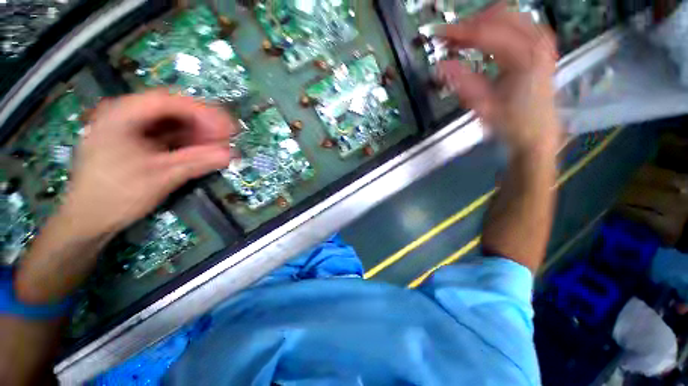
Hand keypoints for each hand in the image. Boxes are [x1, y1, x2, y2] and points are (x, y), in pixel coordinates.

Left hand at [61, 90, 236, 237]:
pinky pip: (166, 136)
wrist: (87, 221)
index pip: (170, 102)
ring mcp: (129, 129)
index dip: (204, 112)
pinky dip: (186, 142)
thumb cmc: (116, 196)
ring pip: (170, 123)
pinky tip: (202, 151)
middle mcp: (125, 115)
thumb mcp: (160, 177)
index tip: (228, 127)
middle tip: (227, 137)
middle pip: (171, 110)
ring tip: (219, 145)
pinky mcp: (135, 143)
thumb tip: (231, 155)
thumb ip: (197, 162)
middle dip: (203, 123)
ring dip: (197, 133)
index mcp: (122, 115)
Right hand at [436, 2, 560, 153]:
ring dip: (482, 23)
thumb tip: (440, 65)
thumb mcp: (483, 106)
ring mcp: (542, 38)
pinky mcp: (540, 43)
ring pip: (508, 14)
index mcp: (524, 56)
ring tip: (462, 40)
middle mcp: (537, 40)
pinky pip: (516, 21)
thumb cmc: (511, 121)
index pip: (486, 32)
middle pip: (499, 14)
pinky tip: (483, 40)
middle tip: (450, 39)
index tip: (438, 34)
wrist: (537, 130)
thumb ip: (462, 82)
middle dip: (470, 24)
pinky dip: (495, 26)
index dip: (459, 32)